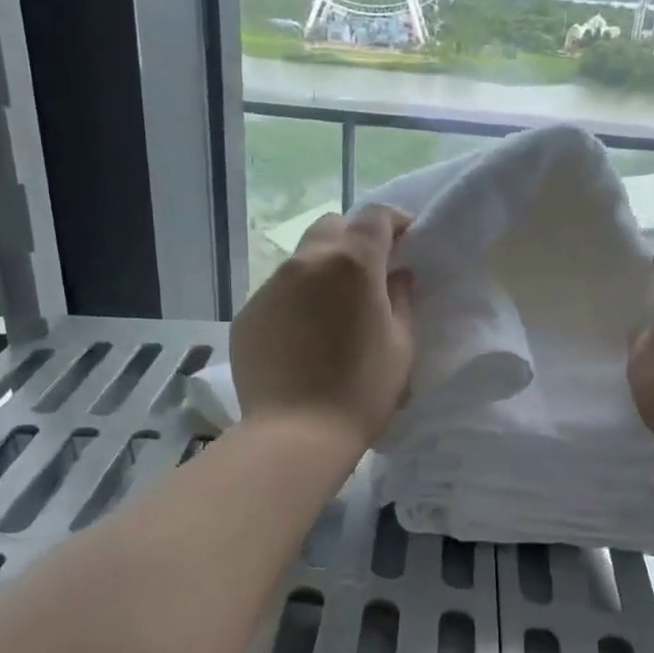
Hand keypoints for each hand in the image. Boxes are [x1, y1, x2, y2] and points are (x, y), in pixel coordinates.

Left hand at [231, 206, 414, 450]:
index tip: (406, 241)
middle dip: (354, 239)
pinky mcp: (247, 314)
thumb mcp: (400, 345)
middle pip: (332, 227)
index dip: (395, 222)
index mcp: (351, 264)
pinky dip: (297, 302)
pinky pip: (278, 294)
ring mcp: (270, 287)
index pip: (375, 217)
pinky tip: (304, 338)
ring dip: (323, 271)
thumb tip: (396, 276)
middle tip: (370, 274)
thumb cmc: (361, 391)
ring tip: (334, 311)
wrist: (295, 435)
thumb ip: (401, 300)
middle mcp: (306, 262)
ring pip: (302, 260)